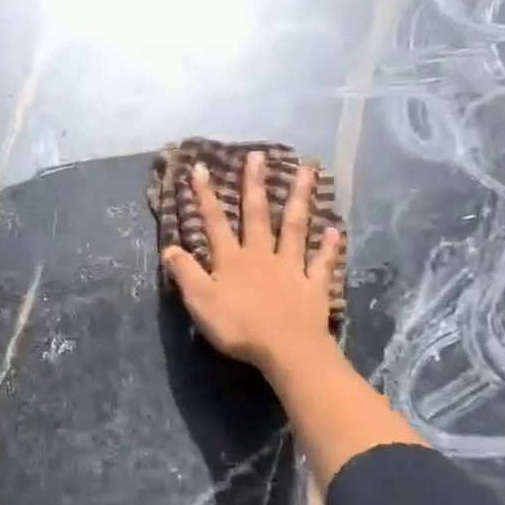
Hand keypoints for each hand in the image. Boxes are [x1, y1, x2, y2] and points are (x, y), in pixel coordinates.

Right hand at [162, 150, 341, 374]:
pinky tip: (335, 230)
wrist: (286, 349)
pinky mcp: (313, 287)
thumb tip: (169, 247)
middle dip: (255, 184)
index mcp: (232, 260)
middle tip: (258, 155)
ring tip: (308, 170)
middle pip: (258, 215)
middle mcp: (262, 256)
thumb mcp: (200, 301)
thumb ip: (185, 273)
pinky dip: (329, 247)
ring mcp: (291, 269)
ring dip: (300, 199)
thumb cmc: (239, 326)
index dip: (205, 197)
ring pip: (295, 228)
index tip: (201, 168)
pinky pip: (321, 263)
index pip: (215, 223)